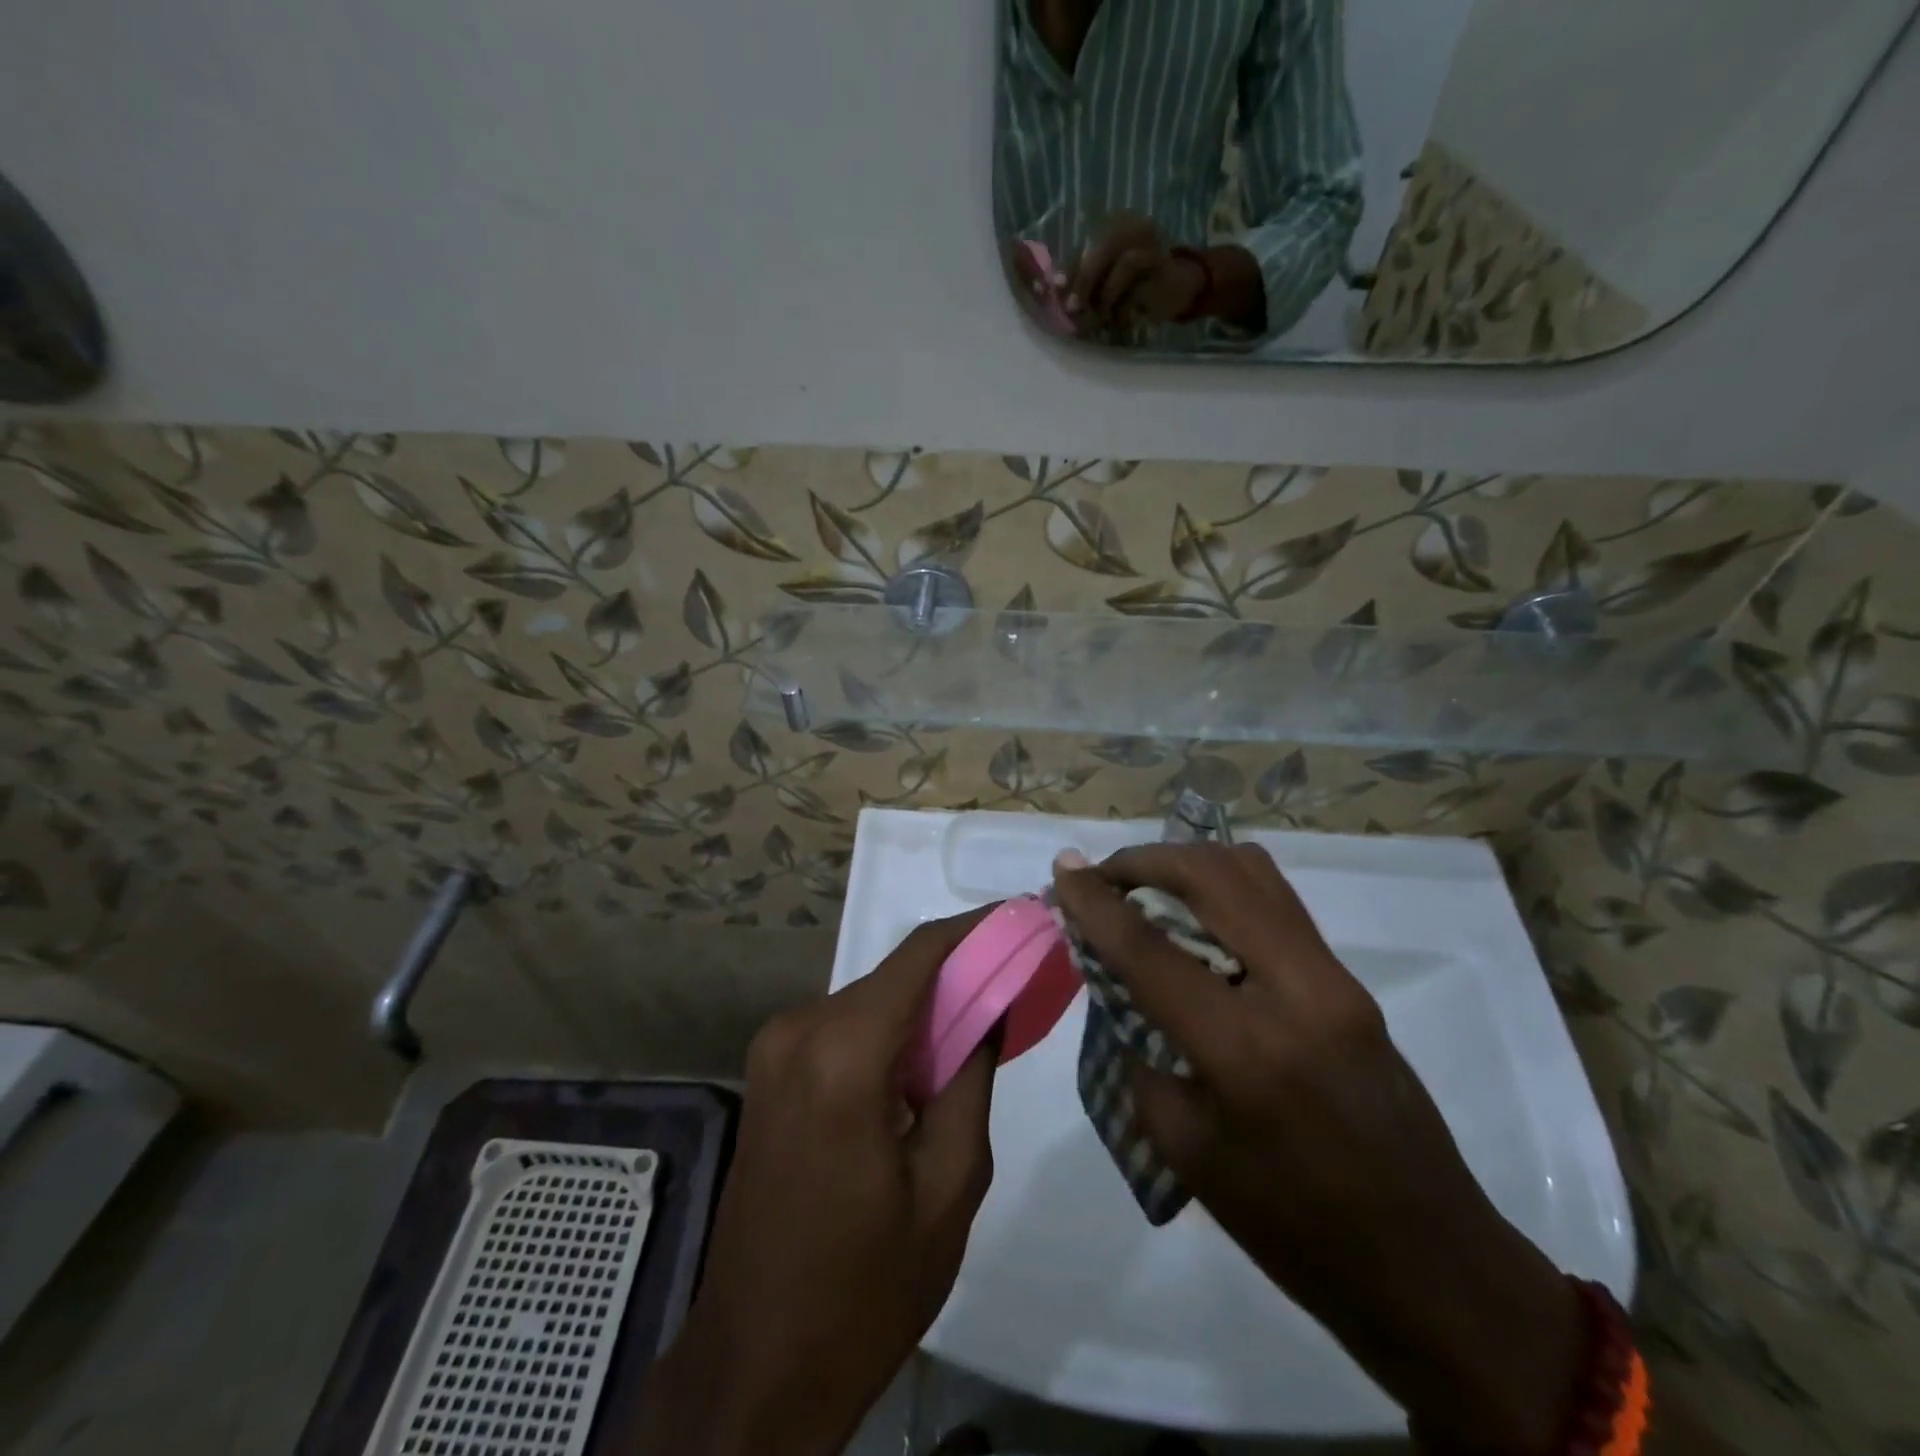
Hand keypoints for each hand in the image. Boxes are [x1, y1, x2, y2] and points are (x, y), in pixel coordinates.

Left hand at [637, 910, 997, 1455]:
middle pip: (895, 976)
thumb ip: (972, 1077)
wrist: (755, 1367)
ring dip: (924, 1007)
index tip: (1024, 917)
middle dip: (957, 973)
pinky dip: (889, 1032)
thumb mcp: (949, 1185)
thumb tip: (988, 1007)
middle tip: (1016, 982)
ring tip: (980, 1027)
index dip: (976, 928)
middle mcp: (799, 1030)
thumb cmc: (865, 1289)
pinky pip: (843, 1027)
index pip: (920, 954)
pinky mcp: (768, 1072)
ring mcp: (774, 1048)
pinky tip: (924, 1064)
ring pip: (871, 999)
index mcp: (843, 1053)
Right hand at [1052, 845, 1584, 1455]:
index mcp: (1246, 1051)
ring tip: (1146, 882)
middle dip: (1144, 861)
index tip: (1063, 869)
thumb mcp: (1186, 1151)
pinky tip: (1197, 912)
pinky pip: (1277, 901)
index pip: (1151, 949)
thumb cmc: (1293, 1229)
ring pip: (1253, 872)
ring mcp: (1335, 979)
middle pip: (1211, 877)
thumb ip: (1144, 1050)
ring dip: (1187, 863)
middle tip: (1103, 877)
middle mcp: (1298, 991)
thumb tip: (1125, 985)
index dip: (1096, 902)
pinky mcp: (1351, 982)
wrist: (1430, 1267)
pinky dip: (1224, 885)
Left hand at [1068, 212, 1209, 330]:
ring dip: (1107, 296)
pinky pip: (1142, 285)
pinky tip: (1123, 319)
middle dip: (1084, 280)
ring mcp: (1151, 241)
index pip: (1084, 245)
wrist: (1180, 286)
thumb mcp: (1104, 283)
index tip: (1056, 289)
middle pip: (1101, 247)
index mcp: (1114, 225)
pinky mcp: (1164, 263)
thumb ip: (1083, 282)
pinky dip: (1126, 305)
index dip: (1069, 268)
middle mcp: (1133, 225)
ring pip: (1123, 263)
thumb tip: (1056, 293)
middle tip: (1073, 308)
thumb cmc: (1136, 286)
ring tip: (1104, 316)